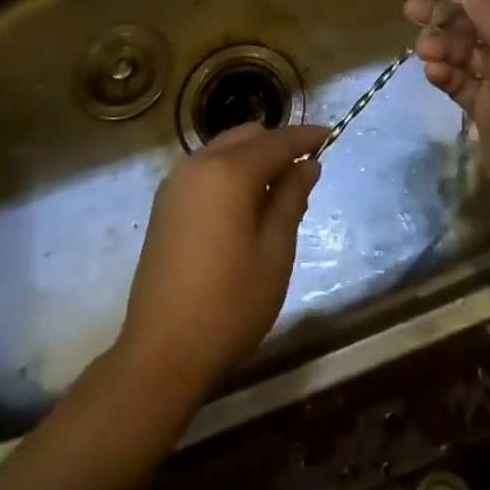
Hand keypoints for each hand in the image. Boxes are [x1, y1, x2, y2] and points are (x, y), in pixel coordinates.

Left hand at [117, 121, 327, 399]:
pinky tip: (244, 203)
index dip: (305, 137)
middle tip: (304, 171)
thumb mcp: (274, 254)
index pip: (277, 141)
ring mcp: (177, 181)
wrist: (160, 354)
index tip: (330, 135)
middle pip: (247, 137)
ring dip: (252, 158)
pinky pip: (206, 168)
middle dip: (277, 145)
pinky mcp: (165, 202)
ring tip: (277, 190)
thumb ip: (291, 200)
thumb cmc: (228, 305)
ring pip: (224, 149)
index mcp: (229, 172)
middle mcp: (199, 163)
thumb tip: (307, 165)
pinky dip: (230, 171)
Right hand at [405, 0, 489, 206]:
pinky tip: (433, 72)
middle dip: (447, 17)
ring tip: (423, 47)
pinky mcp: (488, 108)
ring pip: (467, 53)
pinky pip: (463, 83)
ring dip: (444, 46)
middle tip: (412, 8)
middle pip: (480, 24)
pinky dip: (448, 75)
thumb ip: (486, 8)